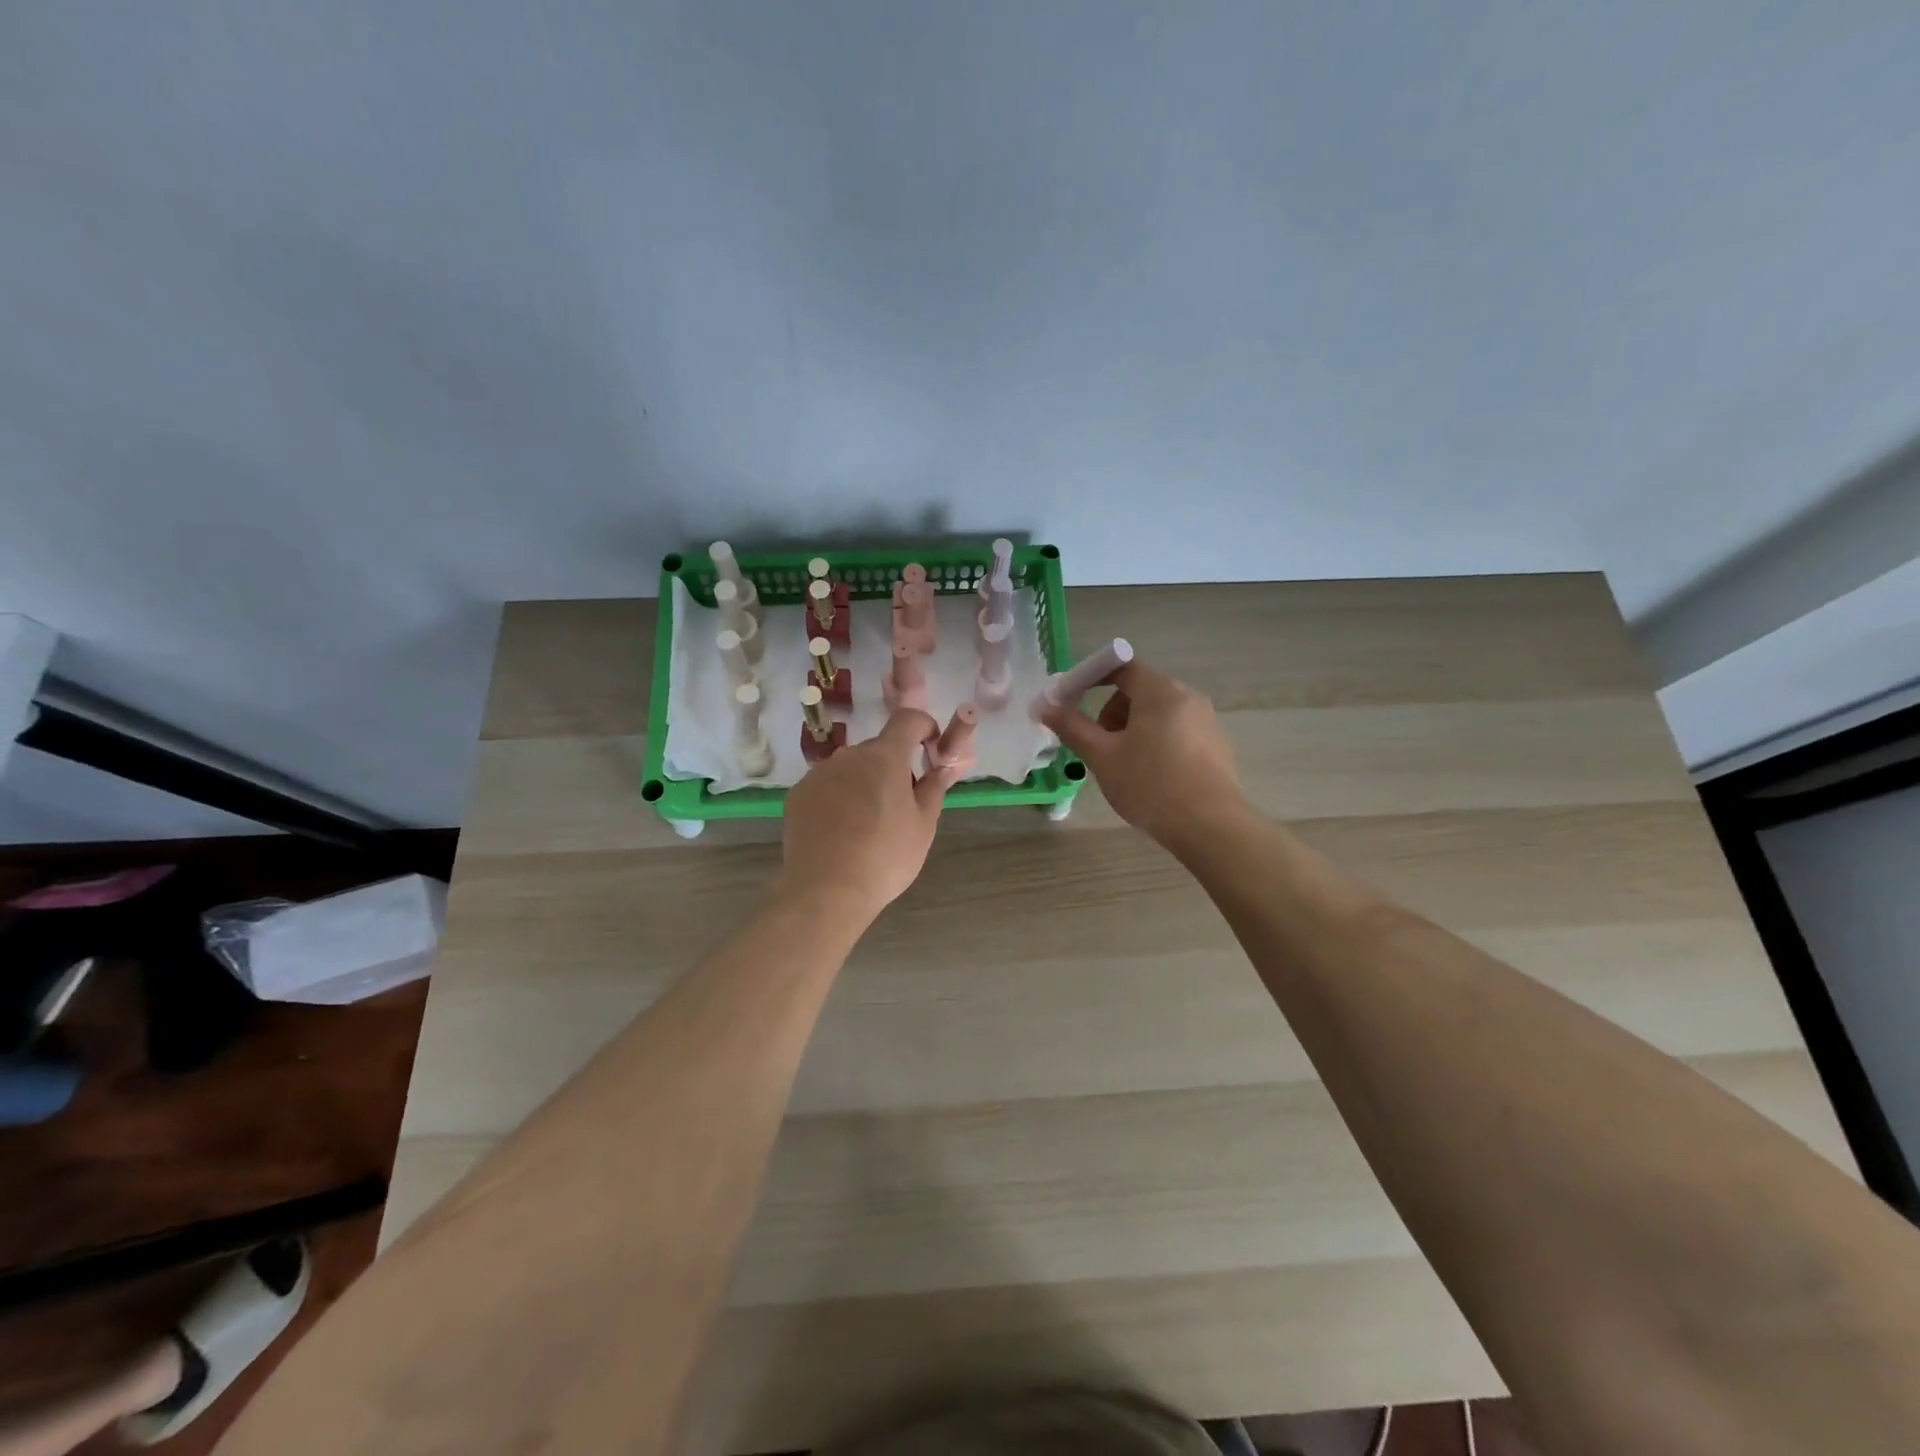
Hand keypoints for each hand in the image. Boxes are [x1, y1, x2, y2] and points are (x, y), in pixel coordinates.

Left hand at [776, 709, 963, 922]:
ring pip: (850, 768)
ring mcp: (818, 774)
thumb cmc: (885, 857)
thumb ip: (934, 788)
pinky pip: (826, 786)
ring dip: (863, 782)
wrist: (826, 891)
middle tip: (901, 804)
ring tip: (866, 823)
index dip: (923, 726)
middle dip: (893, 767)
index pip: (907, 719)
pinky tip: (840, 831)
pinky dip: (838, 798)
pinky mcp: (798, 794)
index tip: (930, 749)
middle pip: (878, 749)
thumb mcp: (923, 825)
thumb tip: (941, 767)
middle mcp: (849, 755)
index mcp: (884, 757)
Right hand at [1040, 657, 1246, 849]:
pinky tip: (1152, 777)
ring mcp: (1207, 721)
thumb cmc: (1150, 785)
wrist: (1210, 827)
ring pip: (1158, 713)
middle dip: (1111, 711)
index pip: (1121, 665)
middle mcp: (1188, 697)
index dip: (1091, 676)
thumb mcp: (1103, 757)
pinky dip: (1156, 742)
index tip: (1071, 700)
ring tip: (1124, 766)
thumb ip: (1073, 727)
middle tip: (1099, 745)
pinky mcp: (1216, 745)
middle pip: (1140, 690)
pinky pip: (1177, 731)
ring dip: (1132, 729)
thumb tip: (1047, 707)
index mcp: (1160, 691)